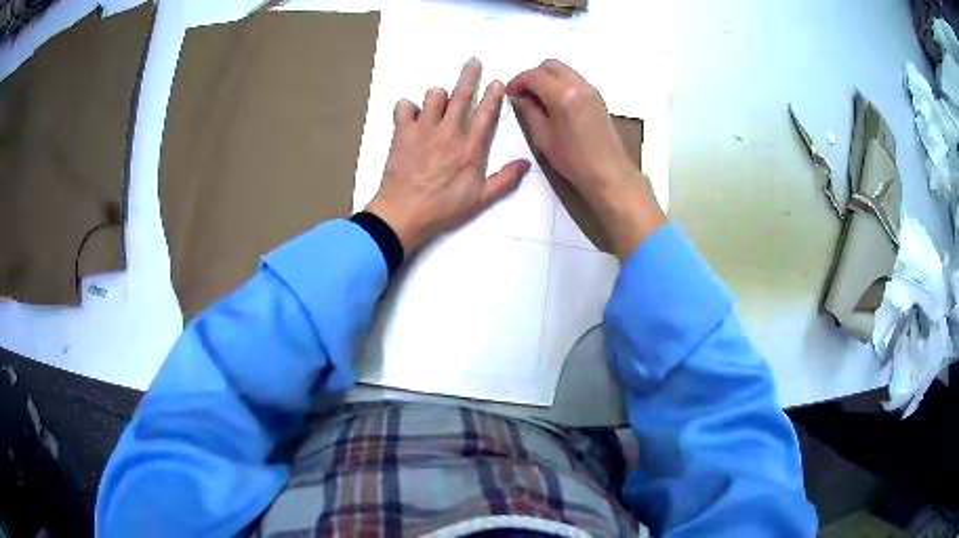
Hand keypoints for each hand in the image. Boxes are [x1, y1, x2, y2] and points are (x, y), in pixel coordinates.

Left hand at [365, 58, 530, 252]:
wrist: (403, 213)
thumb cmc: (443, 208)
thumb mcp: (480, 200)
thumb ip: (505, 180)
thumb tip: (526, 164)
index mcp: (470, 148)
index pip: (485, 114)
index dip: (493, 95)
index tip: (497, 81)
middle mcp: (448, 132)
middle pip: (460, 95)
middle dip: (469, 75)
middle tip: (473, 61)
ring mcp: (423, 129)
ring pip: (433, 95)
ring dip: (437, 97)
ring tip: (437, 105)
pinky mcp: (402, 132)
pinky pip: (403, 106)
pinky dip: (408, 108)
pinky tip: (411, 117)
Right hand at [507, 60, 665, 259]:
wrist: (609, 173)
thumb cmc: (573, 160)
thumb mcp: (543, 137)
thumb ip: (528, 111)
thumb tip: (519, 97)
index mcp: (563, 94)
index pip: (534, 75)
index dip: (517, 81)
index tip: (509, 93)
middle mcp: (578, 85)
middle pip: (550, 65)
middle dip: (532, 75)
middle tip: (522, 93)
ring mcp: (591, 89)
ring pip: (564, 70)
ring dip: (547, 78)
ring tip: (537, 98)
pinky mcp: (597, 97)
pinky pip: (574, 79)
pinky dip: (560, 83)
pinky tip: (554, 103)